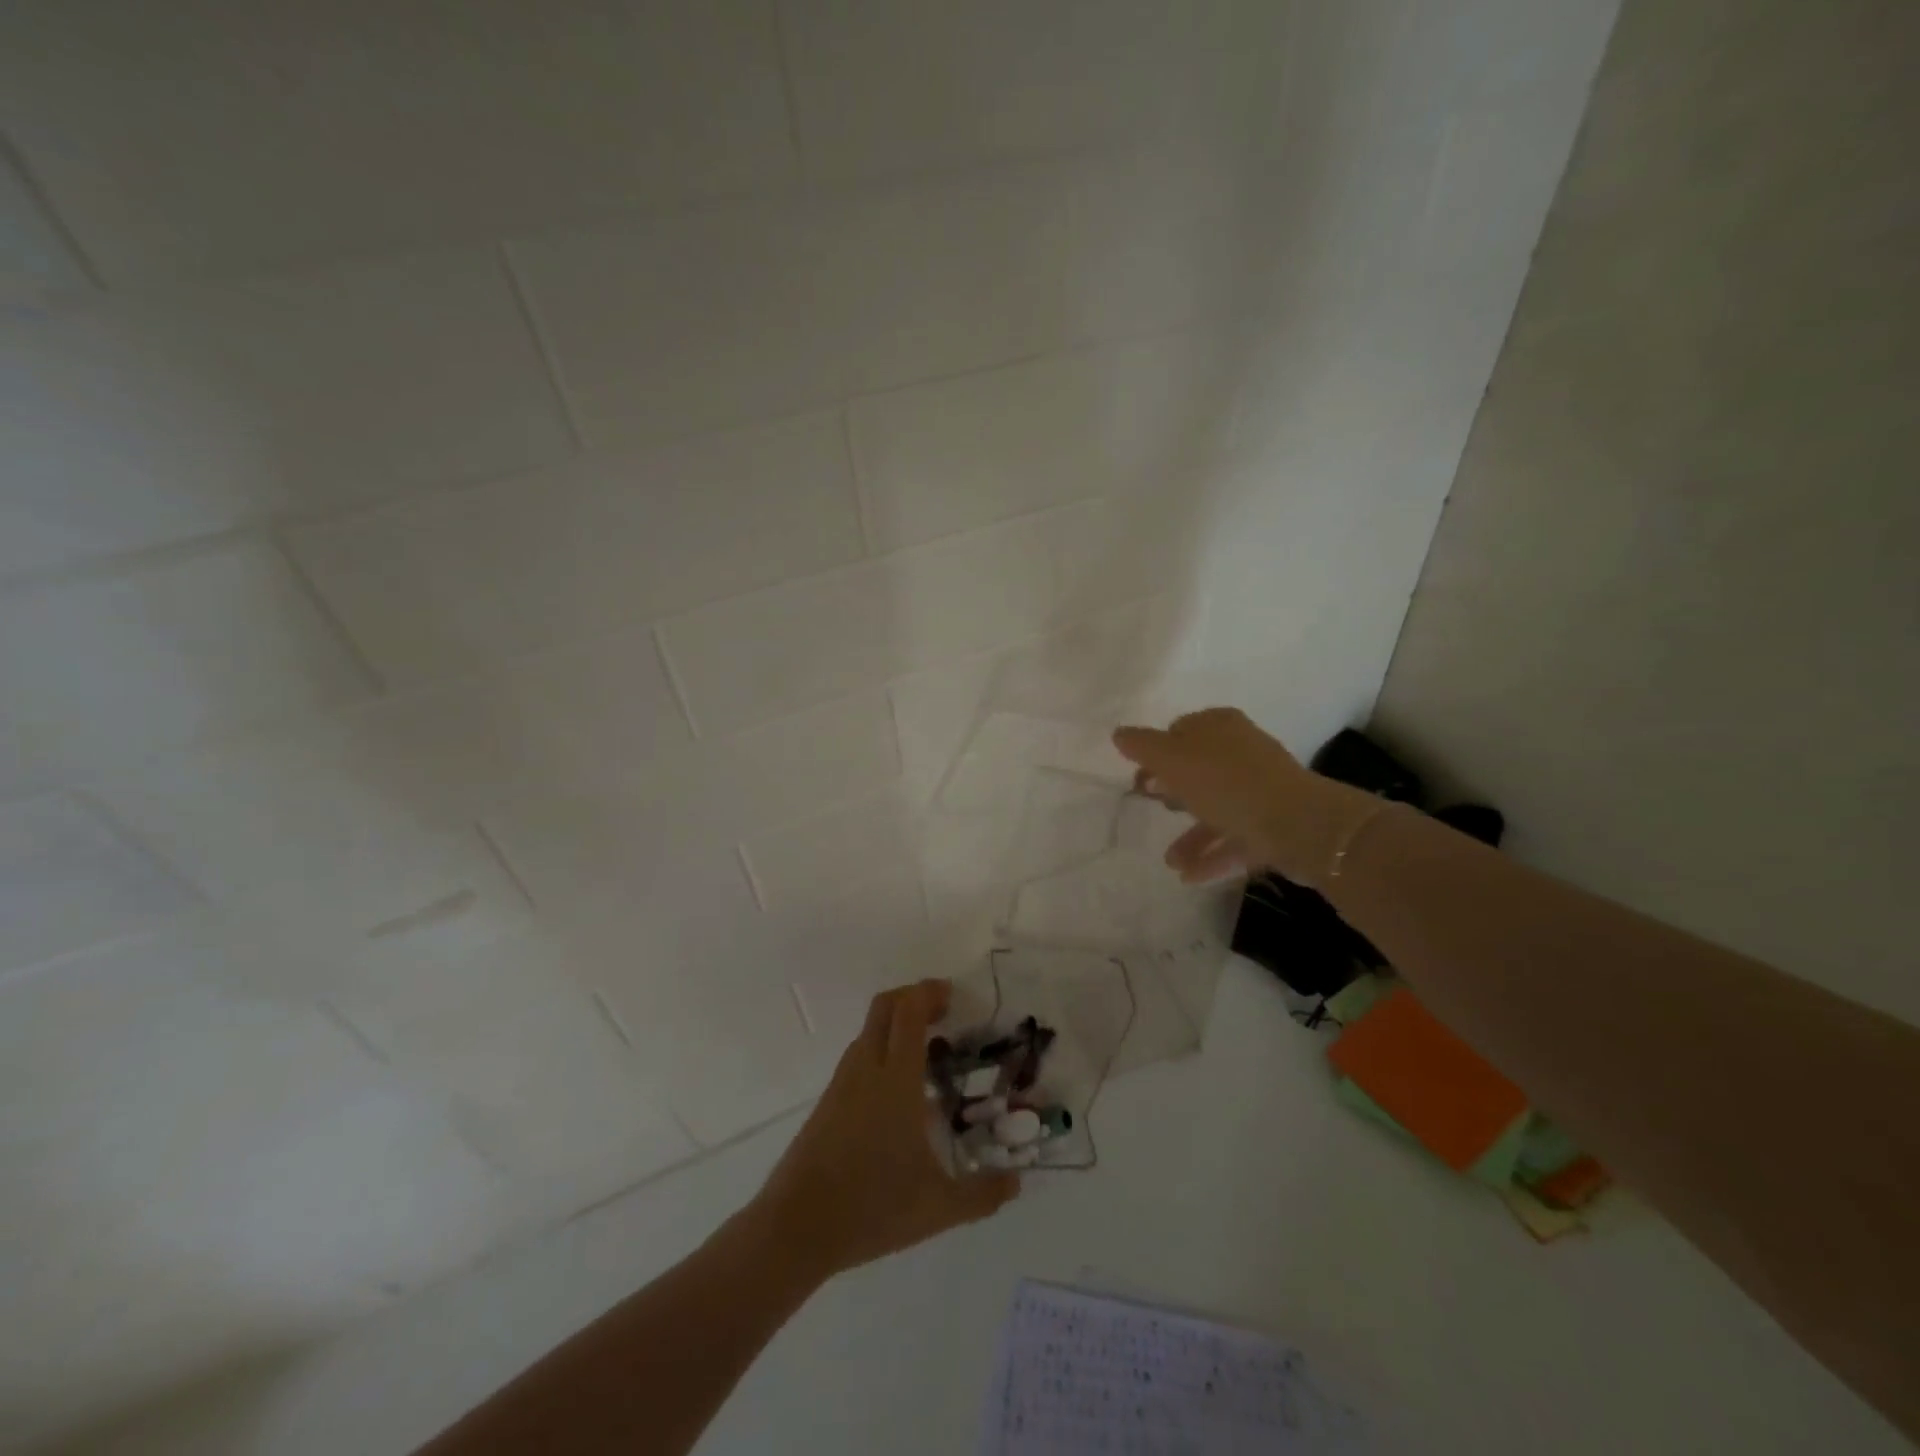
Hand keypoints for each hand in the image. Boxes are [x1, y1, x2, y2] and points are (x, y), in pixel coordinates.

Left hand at [753, 979, 1018, 1279]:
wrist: (795, 1227)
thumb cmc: (871, 1207)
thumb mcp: (938, 1208)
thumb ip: (982, 1194)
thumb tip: (1017, 1181)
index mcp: (896, 1080)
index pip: (909, 1012)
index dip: (929, 992)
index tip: (952, 994)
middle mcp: (867, 1069)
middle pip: (885, 1006)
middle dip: (914, 997)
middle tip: (943, 1012)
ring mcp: (843, 1083)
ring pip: (869, 1030)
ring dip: (897, 1025)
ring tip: (928, 1052)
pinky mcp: (828, 1101)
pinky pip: (859, 1056)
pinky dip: (882, 1050)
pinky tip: (900, 1091)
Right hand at [1112, 707, 1377, 888]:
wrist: (1298, 825)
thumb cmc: (1227, 784)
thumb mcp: (1174, 760)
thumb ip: (1143, 746)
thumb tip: (1120, 734)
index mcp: (1220, 727)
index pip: (1181, 730)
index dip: (1157, 751)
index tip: (1140, 776)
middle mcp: (1242, 752)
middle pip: (1199, 769)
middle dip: (1173, 791)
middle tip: (1151, 806)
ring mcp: (1261, 789)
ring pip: (1216, 808)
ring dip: (1190, 834)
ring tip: (1170, 861)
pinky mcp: (1274, 824)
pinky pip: (1235, 838)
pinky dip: (1212, 855)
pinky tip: (1189, 876)